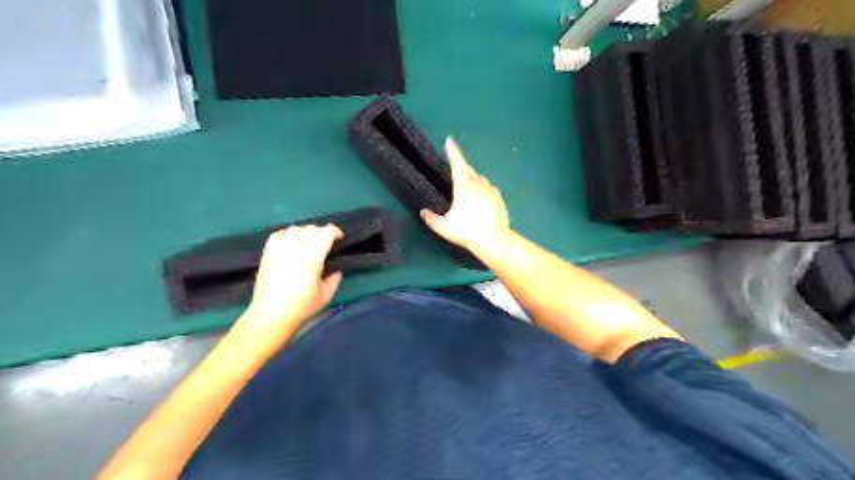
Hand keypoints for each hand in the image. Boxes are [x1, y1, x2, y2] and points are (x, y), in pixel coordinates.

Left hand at [233, 222, 342, 350]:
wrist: (271, 316)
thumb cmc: (301, 308)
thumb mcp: (326, 296)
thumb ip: (334, 280)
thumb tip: (336, 270)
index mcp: (311, 261)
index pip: (325, 233)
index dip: (335, 231)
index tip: (339, 238)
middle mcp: (294, 251)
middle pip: (311, 229)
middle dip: (322, 232)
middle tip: (325, 242)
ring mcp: (279, 250)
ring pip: (295, 228)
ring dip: (305, 232)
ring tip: (308, 242)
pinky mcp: (267, 253)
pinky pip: (278, 234)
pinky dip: (287, 233)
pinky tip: (291, 241)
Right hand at [420, 133, 506, 246]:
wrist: (493, 240)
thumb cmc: (466, 231)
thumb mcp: (444, 227)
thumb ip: (431, 219)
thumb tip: (423, 212)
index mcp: (463, 187)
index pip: (457, 163)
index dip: (452, 151)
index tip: (449, 141)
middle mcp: (478, 184)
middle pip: (469, 170)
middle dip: (462, 169)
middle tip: (456, 175)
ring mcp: (491, 191)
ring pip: (481, 179)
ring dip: (474, 180)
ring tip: (468, 191)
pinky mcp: (499, 199)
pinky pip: (490, 189)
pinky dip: (484, 190)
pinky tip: (481, 199)